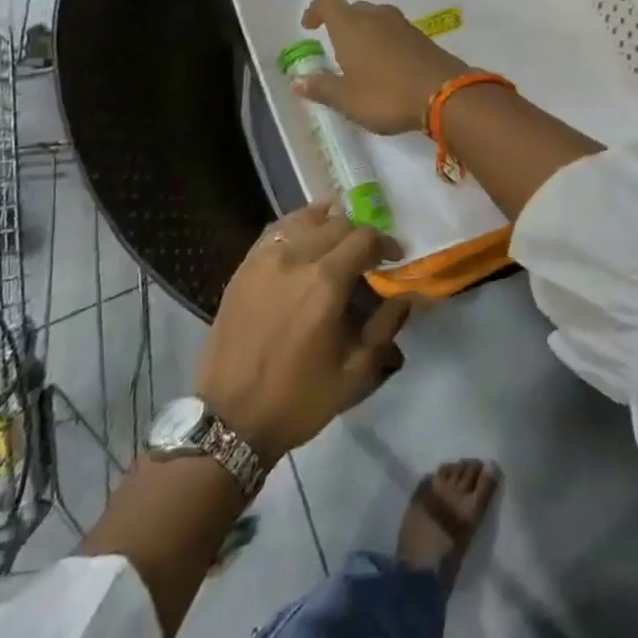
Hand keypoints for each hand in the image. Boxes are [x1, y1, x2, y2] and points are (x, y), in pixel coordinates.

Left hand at [197, 200, 413, 461]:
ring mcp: (265, 259)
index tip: (394, 259)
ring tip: (338, 242)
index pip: (365, 238)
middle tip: (367, 257)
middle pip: (338, 224)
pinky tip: (304, 239)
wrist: (230, 419)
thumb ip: (385, 326)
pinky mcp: (244, 267)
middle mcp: (296, 258)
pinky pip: (275, 230)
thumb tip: (407, 297)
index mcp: (326, 281)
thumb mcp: (355, 372)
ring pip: (305, 219)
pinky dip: (297, 226)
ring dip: (329, 224)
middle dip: (360, 235)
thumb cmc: (298, 398)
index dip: (386, 244)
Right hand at [294, 0, 470, 134]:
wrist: (446, 94)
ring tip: (362, 58)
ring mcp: (403, 25)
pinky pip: (396, 32)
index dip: (315, 10)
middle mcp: (376, 16)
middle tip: (336, 48)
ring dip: (366, 32)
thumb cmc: (386, 95)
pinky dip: (386, 42)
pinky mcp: (423, 38)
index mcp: (351, 25)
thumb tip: (298, 81)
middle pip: (353, 8)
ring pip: (377, 18)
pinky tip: (388, 66)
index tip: (310, 27)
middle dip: (342, 23)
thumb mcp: (347, 99)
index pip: (327, 1)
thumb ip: (322, 88)